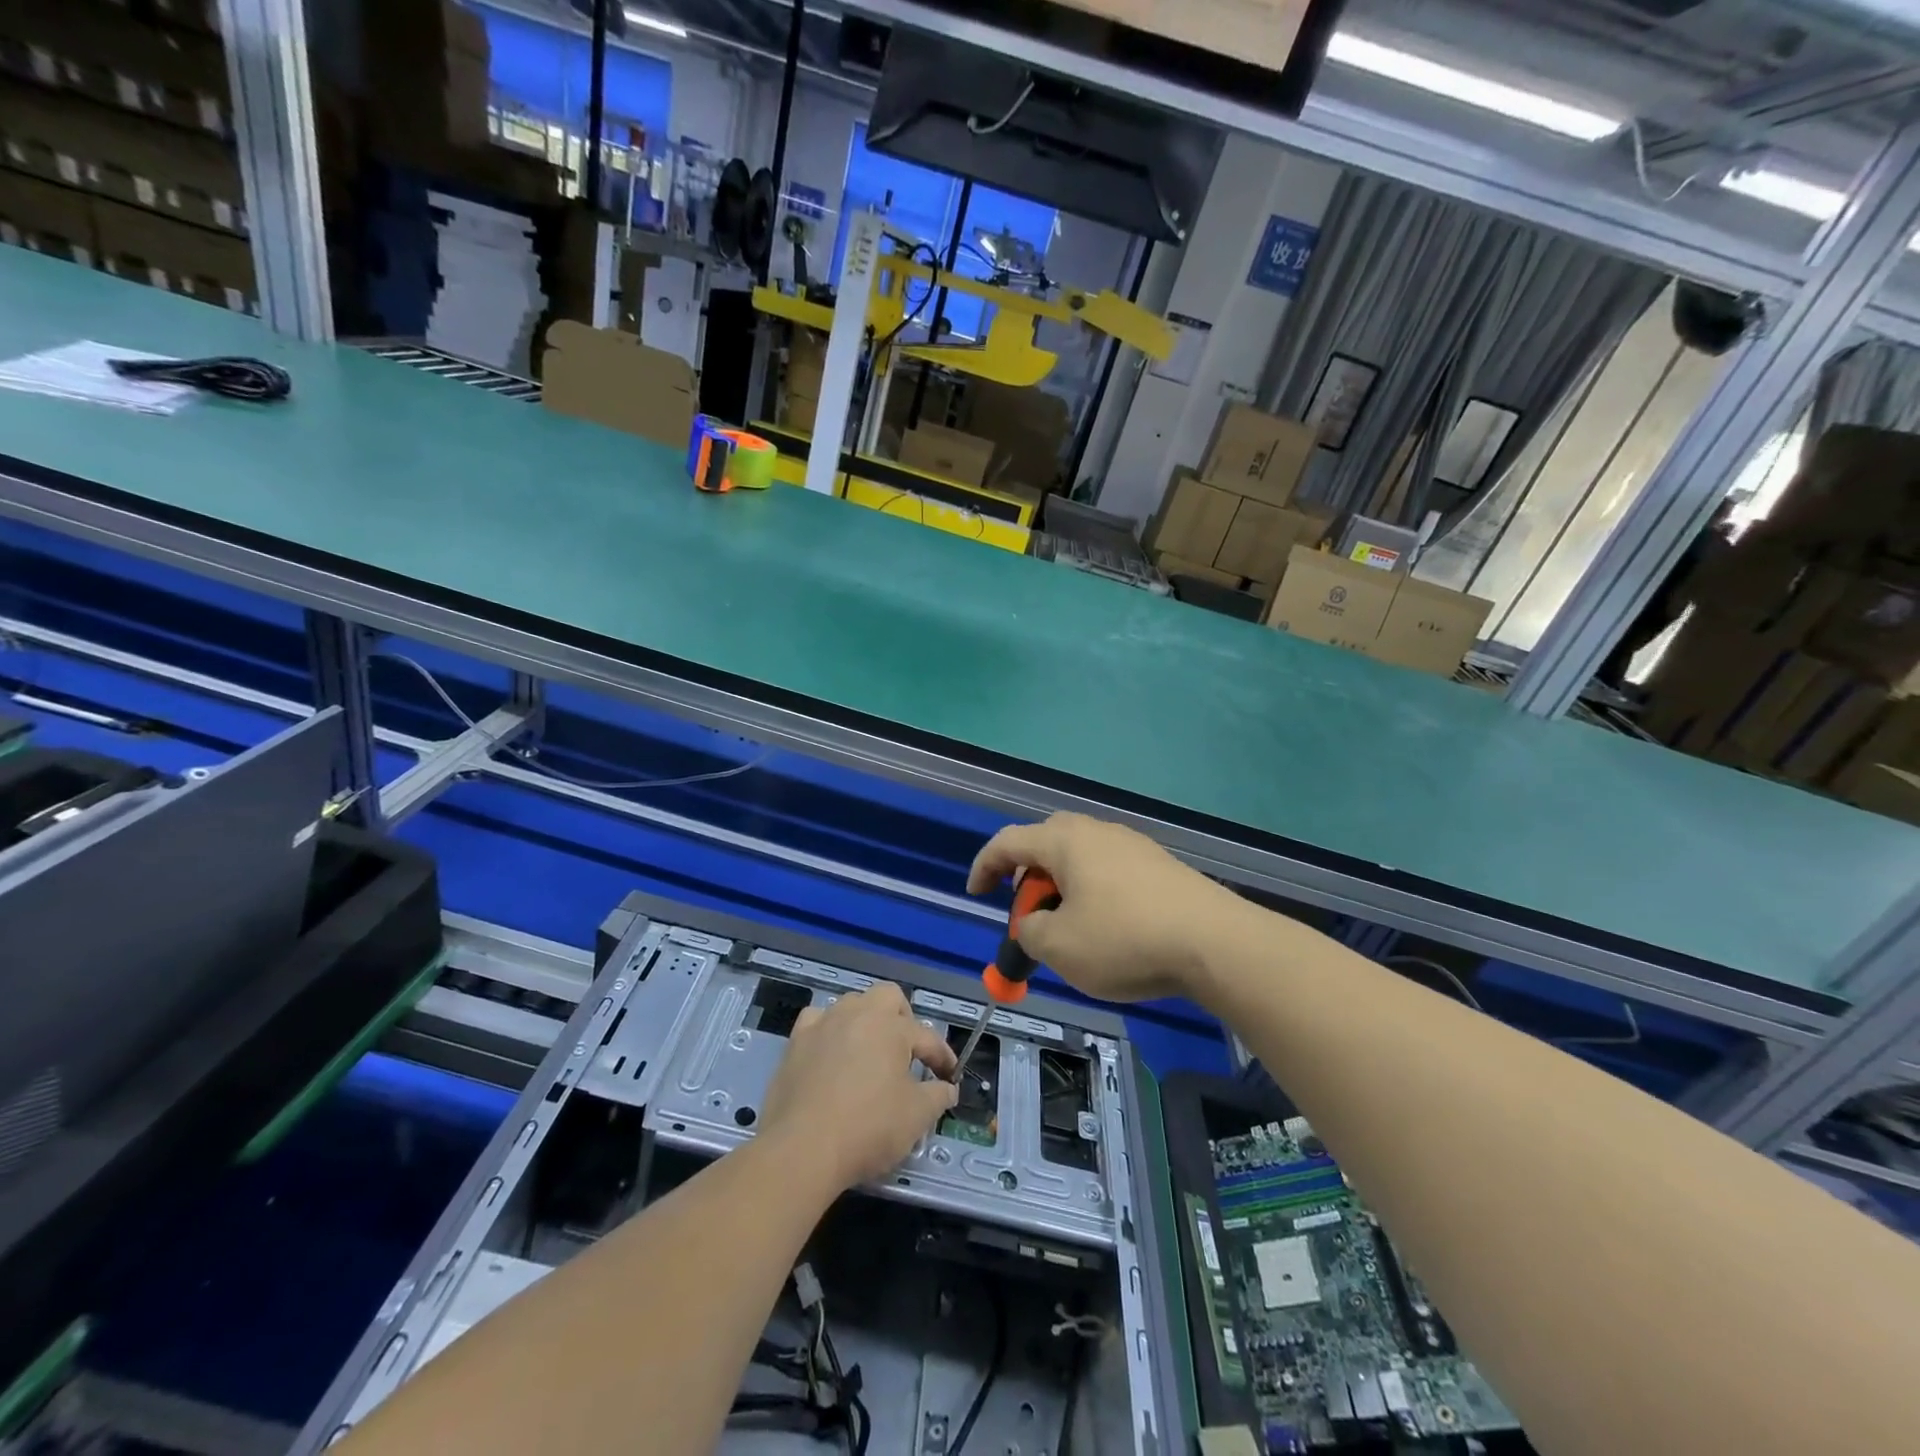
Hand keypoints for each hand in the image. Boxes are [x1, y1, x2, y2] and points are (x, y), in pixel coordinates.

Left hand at [759, 983, 957, 1191]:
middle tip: (907, 1053)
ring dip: (866, 1021)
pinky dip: (829, 1031)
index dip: (942, 1058)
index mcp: (892, 1027)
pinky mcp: (796, 1042)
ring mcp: (824, 1024)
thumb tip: (947, 1088)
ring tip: (870, 1053)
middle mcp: (858, 1014)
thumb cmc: (868, 1128)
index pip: (927, 1037)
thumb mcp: (916, 1117)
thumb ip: (938, 1096)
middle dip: (904, 1019)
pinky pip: (817, 1020)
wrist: (802, 1149)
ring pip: (852, 1004)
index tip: (949, 1077)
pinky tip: (831, 1052)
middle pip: (889, 997)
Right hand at [967, 813, 1239, 1002]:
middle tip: (1026, 909)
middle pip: (1047, 841)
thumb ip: (1028, 931)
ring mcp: (1133, 845)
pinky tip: (1107, 926)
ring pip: (1081, 856)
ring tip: (1066, 924)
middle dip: (1027, 874)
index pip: (1009, 842)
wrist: (1215, 943)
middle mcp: (1097, 831)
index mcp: (1065, 841)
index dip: (984, 866)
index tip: (975, 893)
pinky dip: (1092, 892)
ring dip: (1062, 885)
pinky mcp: (1159, 865)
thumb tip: (1034, 923)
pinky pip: (1109, 870)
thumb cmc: (1124, 939)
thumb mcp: (1058, 946)